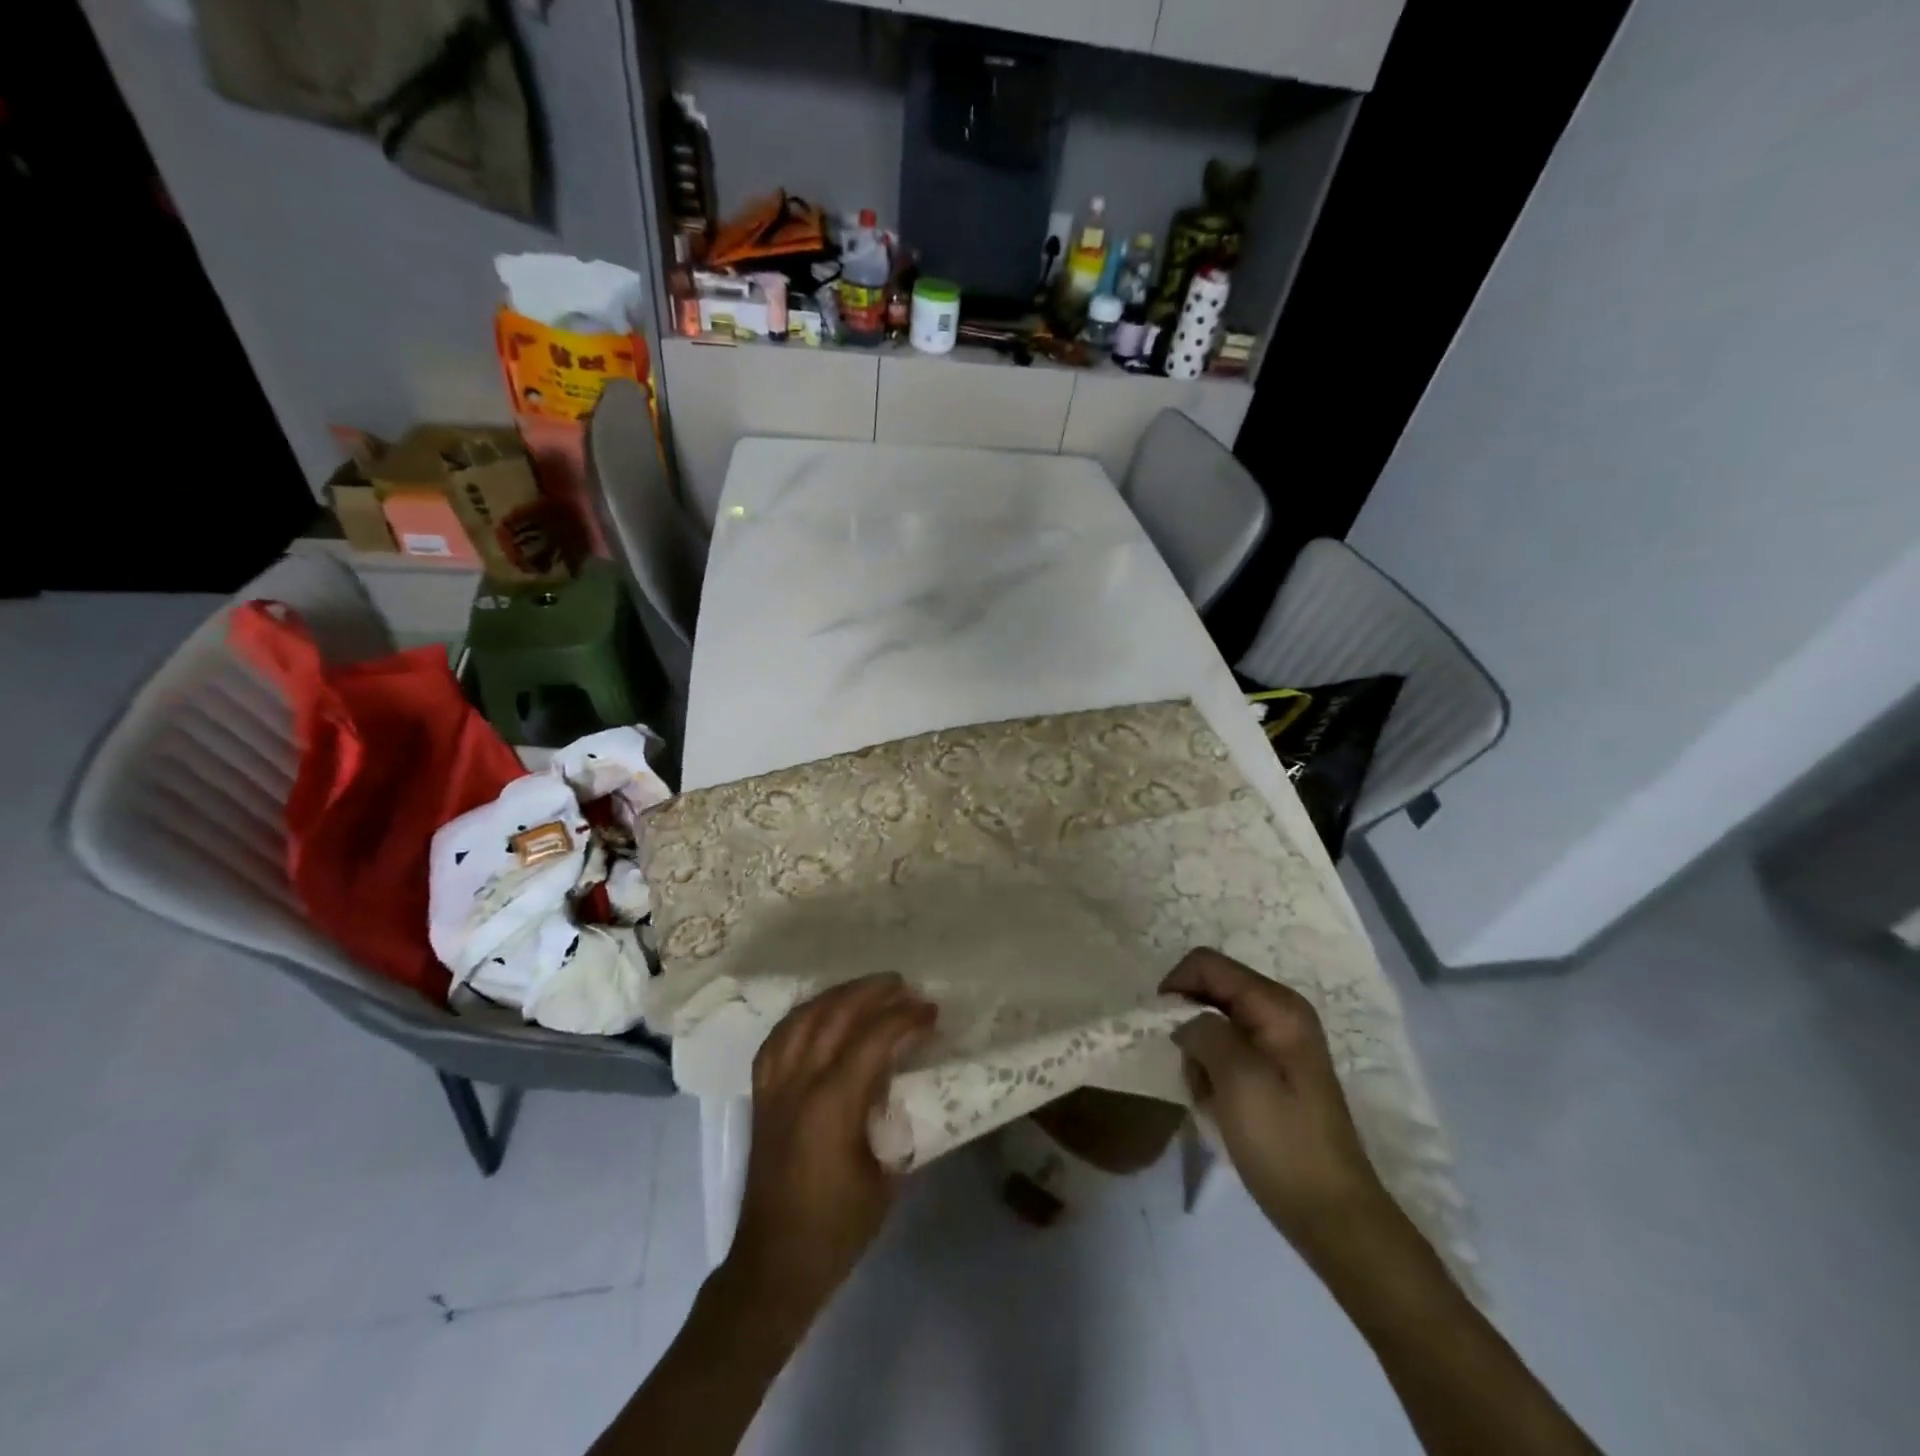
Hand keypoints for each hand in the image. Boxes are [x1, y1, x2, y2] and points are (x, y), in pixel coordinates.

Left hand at [726, 973, 937, 1322]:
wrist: (774, 1264)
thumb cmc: (837, 1228)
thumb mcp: (886, 1175)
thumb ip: (897, 1117)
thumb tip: (916, 1079)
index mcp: (831, 1106)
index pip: (872, 1039)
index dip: (905, 1018)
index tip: (931, 1011)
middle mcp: (798, 1084)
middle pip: (834, 1015)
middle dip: (872, 993)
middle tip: (904, 987)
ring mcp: (774, 1086)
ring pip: (803, 1018)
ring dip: (837, 996)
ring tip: (866, 989)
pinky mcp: (760, 1094)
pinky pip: (779, 1037)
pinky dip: (803, 1015)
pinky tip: (821, 1013)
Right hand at [1162, 948, 1396, 1262]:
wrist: (1331, 1215)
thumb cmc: (1283, 1142)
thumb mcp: (1237, 1078)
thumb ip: (1204, 1031)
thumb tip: (1184, 1020)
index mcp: (1277, 1005)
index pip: (1207, 964)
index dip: (1176, 986)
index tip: (1161, 1029)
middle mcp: (1280, 1013)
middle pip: (1211, 989)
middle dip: (1188, 1023)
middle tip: (1186, 1067)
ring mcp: (1279, 1042)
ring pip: (1214, 1021)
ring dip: (1197, 1052)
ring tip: (1204, 1093)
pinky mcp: (1274, 1071)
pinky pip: (1226, 1049)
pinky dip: (1211, 1069)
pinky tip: (1215, 1103)